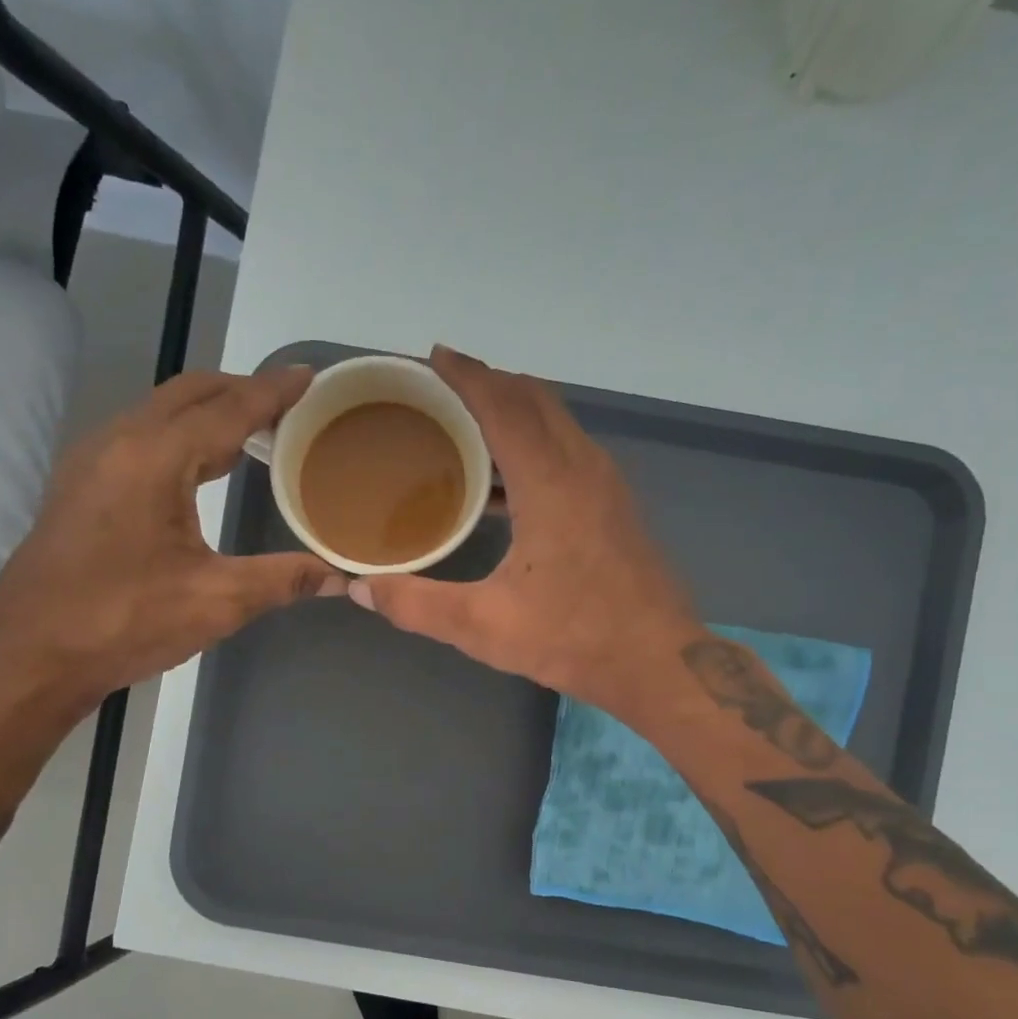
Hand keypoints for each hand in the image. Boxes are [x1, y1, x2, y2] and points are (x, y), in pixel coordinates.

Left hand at [0, 369, 344, 745]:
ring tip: (254, 431)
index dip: (274, 392)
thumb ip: (283, 579)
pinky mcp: (80, 486)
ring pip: (159, 412)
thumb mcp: (216, 602)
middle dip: (240, 390)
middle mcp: (118, 441)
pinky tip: (200, 468)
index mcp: (155, 458)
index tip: (310, 377)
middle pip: (189, 393)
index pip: (228, 409)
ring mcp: (91, 461)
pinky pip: (139, 437)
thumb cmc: (124, 622)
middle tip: (288, 405)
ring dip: (207, 412)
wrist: (31, 656)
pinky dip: (179, 435)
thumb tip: (340, 577)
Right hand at [349, 347, 699, 715]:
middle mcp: (584, 468)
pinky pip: (569, 451)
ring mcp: (607, 486)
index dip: (466, 375)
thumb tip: (361, 590)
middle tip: (443, 389)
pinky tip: (504, 482)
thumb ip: (417, 605)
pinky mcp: (616, 507)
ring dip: (514, 412)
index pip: (503, 405)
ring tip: (466, 426)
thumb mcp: (484, 626)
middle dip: (489, 383)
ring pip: (557, 423)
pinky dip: (534, 444)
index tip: (433, 356)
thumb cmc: (573, 638)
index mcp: (551, 482)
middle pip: (534, 399)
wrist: (656, 662)